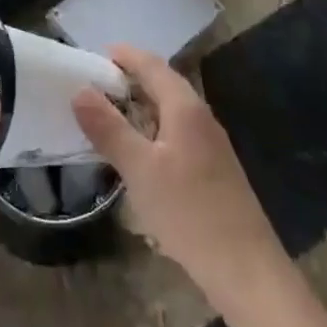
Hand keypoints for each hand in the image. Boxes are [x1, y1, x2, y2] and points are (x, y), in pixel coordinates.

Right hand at [72, 44, 284, 304]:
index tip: (94, 55)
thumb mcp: (139, 170)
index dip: (124, 55)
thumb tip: (80, 90)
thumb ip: (109, 128)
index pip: (151, 65)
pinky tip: (137, 151)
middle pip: (163, 83)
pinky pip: (176, 132)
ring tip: (108, 114)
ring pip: (170, 110)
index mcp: (185, 107)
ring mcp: (210, 144)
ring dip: (140, 105)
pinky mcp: (213, 169)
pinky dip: (152, 129)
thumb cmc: (189, 213)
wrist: (246, 271)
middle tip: (93, 85)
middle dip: (130, 78)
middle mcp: (201, 116)